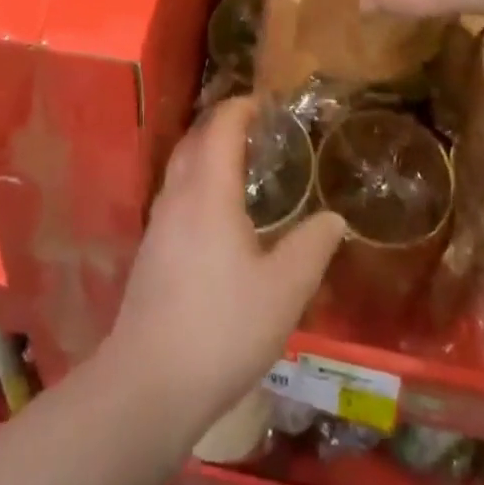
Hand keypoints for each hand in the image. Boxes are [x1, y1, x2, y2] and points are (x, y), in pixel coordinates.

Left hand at [105, 97, 345, 431]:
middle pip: (195, 139)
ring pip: (180, 166)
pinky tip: (213, 211)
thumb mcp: (283, 291)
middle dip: (222, 123)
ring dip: (206, 150)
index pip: (222, 127)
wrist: (149, 383)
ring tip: (236, 161)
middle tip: (253, 125)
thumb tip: (334, 218)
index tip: (264, 102)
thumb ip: (311, 248)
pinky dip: (196, 180)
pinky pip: (175, 192)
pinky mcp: (150, 250)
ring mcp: (158, 222)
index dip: (242, 107)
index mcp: (209, 191)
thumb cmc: (222, 328)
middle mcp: (178, 194)